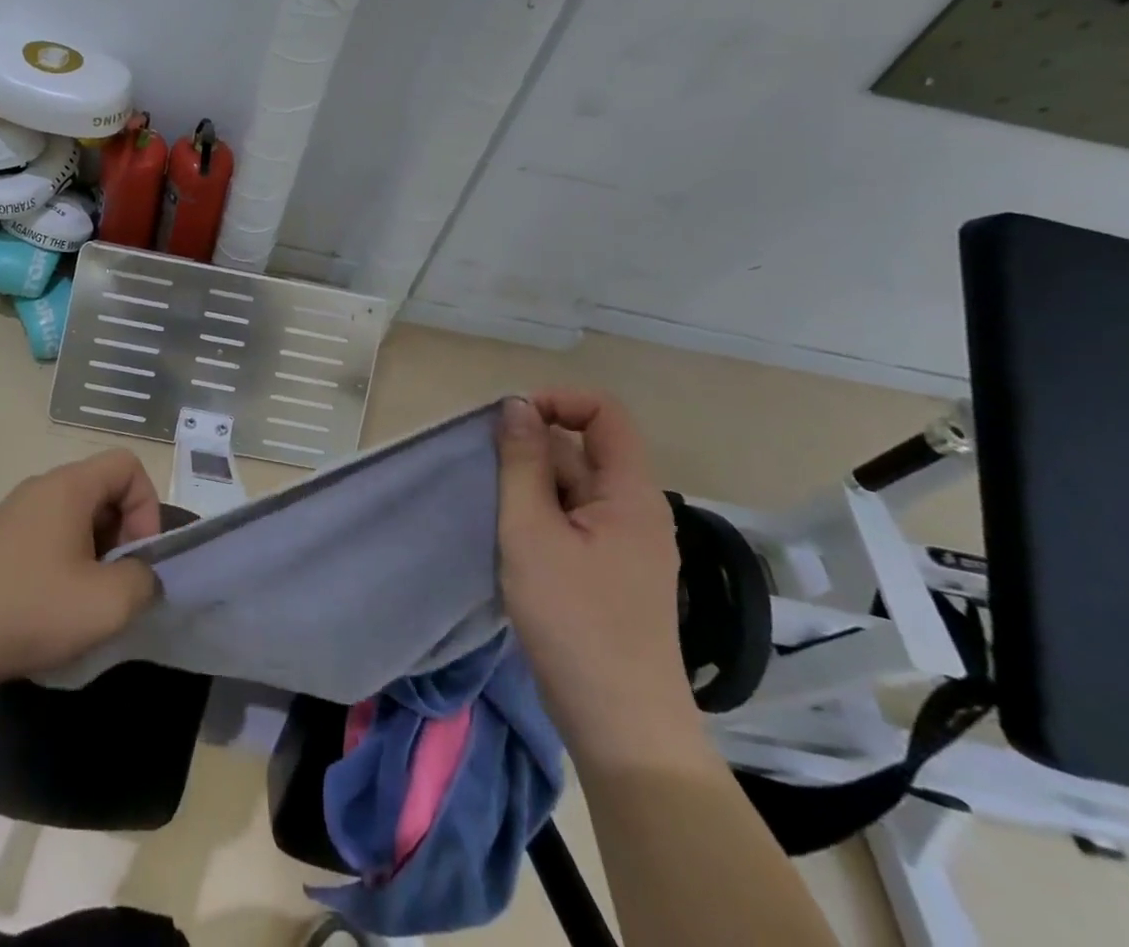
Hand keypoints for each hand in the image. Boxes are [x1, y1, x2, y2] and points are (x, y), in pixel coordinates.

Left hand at [0, 450, 163, 691]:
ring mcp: (13, 513)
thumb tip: (142, 575)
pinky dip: (63, 563)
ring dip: (94, 553)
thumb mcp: (106, 605)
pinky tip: (50, 607)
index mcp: (69, 486)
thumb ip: (144, 581)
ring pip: (75, 516)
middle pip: (103, 490)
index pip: (128, 466)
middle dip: (122, 534)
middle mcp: (40, 487)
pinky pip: (47, 536)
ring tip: (84, 601)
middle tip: (116, 584)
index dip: (147, 507)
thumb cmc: (27, 610)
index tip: (137, 557)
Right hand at [497, 391, 705, 765]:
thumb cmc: (575, 621)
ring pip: (575, 487)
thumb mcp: (532, 532)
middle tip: (492, 481)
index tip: (511, 424)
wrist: (621, 727)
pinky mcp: (612, 573)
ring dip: (533, 488)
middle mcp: (637, 510)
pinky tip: (515, 545)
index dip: (558, 402)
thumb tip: (517, 405)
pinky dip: (543, 517)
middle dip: (534, 451)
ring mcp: (627, 544)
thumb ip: (522, 463)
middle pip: (585, 449)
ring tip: (499, 518)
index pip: (605, 413)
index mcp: (631, 493)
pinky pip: (576, 521)